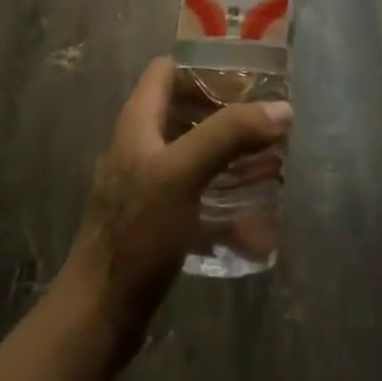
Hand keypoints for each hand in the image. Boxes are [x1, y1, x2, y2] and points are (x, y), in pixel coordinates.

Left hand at [58, 57, 291, 348]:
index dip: (204, 65)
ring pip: (197, 155)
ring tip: (272, 164)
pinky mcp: (159, 221)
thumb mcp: (183, 173)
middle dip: (229, 115)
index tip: (247, 76)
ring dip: (233, 157)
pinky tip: (257, 220)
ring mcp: (149, 186)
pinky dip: (227, 200)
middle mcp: (141, 146)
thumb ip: (229, 134)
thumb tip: (281, 108)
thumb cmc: (137, 232)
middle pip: (187, 111)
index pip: (168, 70)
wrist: (100, 316)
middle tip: (269, 122)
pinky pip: (199, 196)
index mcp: (138, 122)